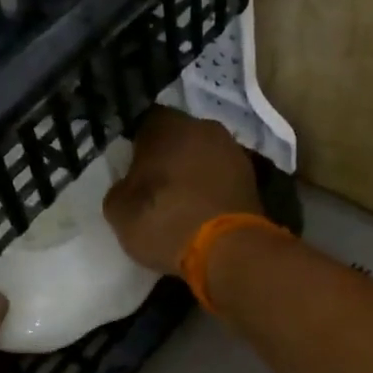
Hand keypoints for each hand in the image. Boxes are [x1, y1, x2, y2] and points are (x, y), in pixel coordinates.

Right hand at [102, 108, 262, 273]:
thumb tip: (129, 186)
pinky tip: (202, 212)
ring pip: (204, 156)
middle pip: (179, 137)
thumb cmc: (166, 221)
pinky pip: (222, 178)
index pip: (145, 122)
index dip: (136, 145)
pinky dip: (212, 190)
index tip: (130, 167)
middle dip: (167, 156)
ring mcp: (234, 151)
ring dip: (193, 172)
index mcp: (168, 125)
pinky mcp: (253, 179)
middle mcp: (205, 127)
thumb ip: (120, 189)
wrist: (228, 250)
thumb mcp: (119, 212)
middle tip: (154, 185)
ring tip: (181, 202)